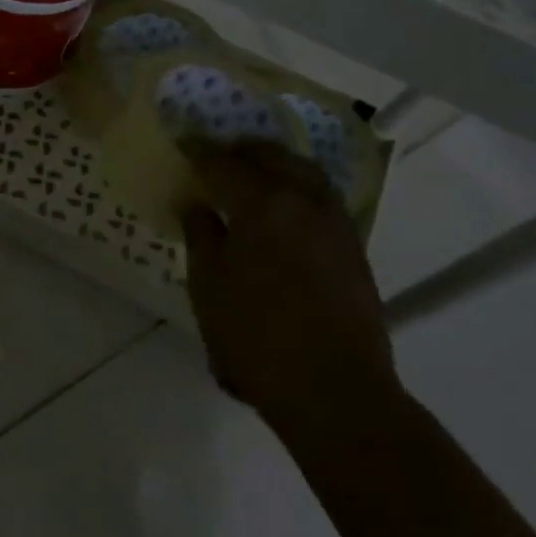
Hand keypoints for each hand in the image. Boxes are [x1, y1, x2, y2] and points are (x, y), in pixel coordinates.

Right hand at [180, 141, 400, 453]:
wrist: (334, 389)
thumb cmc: (256, 338)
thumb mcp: (209, 287)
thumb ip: (201, 235)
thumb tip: (198, 204)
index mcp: (263, 204)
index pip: (224, 163)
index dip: (199, 153)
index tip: (182, 146)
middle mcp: (304, 200)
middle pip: (272, 156)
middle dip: (241, 151)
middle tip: (215, 158)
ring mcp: (335, 222)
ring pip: (304, 171)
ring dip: (275, 164)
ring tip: (252, 176)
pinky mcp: (353, 246)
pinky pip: (322, 196)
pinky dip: (298, 187)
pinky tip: (284, 208)